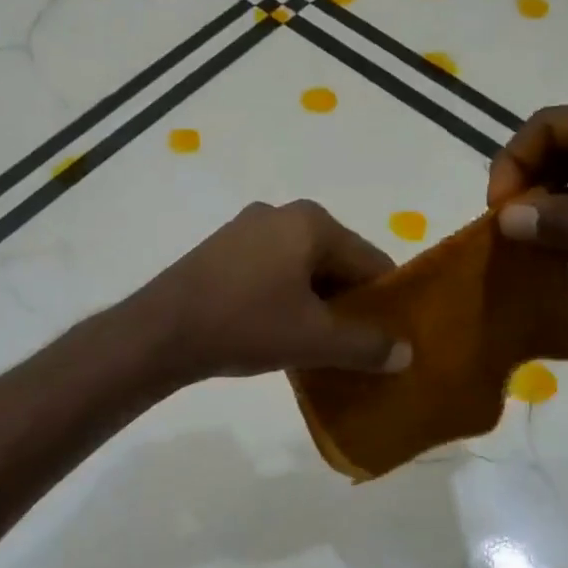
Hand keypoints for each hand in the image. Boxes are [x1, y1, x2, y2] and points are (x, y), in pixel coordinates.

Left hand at [131, 201, 412, 381]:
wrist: (161, 331)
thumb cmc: (245, 324)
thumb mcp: (314, 340)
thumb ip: (366, 345)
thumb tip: (407, 352)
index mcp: (312, 223)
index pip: (371, 261)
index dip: (385, 301)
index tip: (389, 338)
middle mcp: (281, 214)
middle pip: (336, 262)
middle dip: (348, 303)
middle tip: (355, 346)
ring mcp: (246, 229)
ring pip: (302, 268)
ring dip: (315, 303)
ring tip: (318, 345)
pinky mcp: (221, 249)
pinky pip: (271, 271)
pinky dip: (285, 298)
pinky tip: (279, 330)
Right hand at [487, 98, 567, 351]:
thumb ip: (557, 221)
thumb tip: (505, 218)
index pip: (549, 124)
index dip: (514, 162)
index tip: (501, 211)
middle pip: (565, 147)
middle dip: (531, 185)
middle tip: (513, 230)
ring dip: (552, 208)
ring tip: (532, 247)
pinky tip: (563, 256)